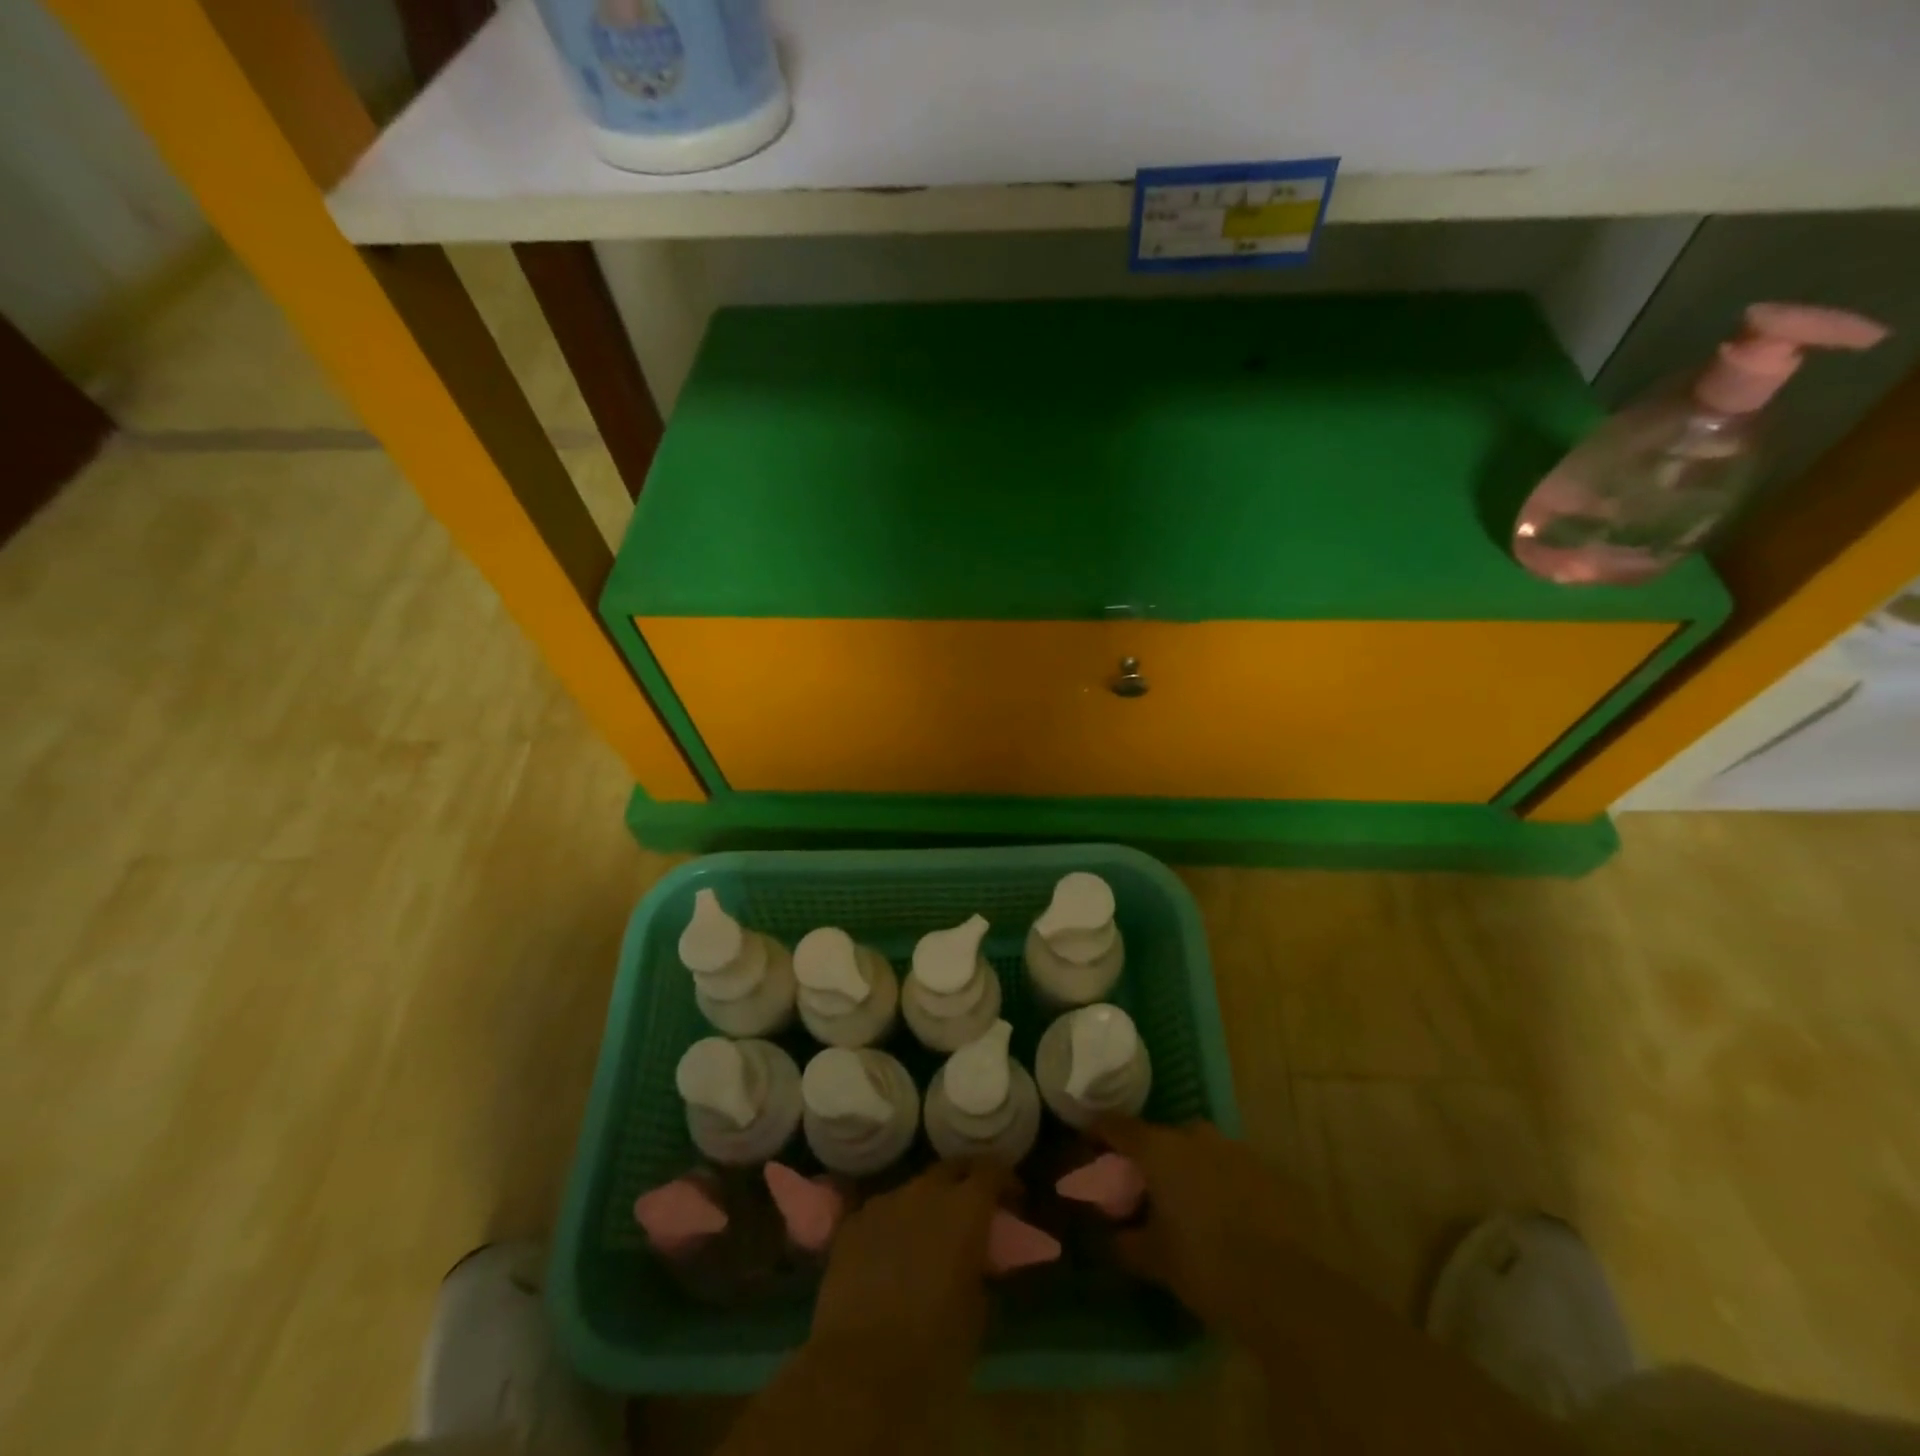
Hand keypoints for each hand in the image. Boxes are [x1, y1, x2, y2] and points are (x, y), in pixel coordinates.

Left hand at [810, 1159, 1007, 1384]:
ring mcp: (884, 1202)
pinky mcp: (851, 1224)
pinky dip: (892, 1227)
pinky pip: (881, 1214)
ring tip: (927, 1240)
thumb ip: (982, 1270)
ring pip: (913, 1190)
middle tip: (971, 1214)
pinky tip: (889, 1259)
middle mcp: (924, 1192)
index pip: (991, 1170)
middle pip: (950, 1169)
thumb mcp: (978, 1313)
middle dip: (964, 1183)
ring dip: (926, 1207)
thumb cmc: (933, 1348)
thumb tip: (978, 1260)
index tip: (1013, 1202)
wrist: (859, 1371)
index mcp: (964, 1209)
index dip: (1005, 1181)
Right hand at [1094, 1117, 1312, 1343]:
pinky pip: (1231, 1169)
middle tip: (1142, 1189)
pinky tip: (1225, 1217)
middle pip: (1161, 1137)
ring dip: (1187, 1170)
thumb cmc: (1208, 1266)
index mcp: (1160, 1149)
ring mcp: (1235, 1149)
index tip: (1087, 1144)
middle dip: (1149, 1158)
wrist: (1291, 1288)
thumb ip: (1124, 1242)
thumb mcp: (1155, 1260)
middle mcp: (1195, 1135)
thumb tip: (1106, 1235)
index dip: (1098, 1132)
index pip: (1116, 1125)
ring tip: (1186, 1206)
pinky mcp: (1268, 1170)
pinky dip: (1220, 1184)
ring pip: (1199, 1151)